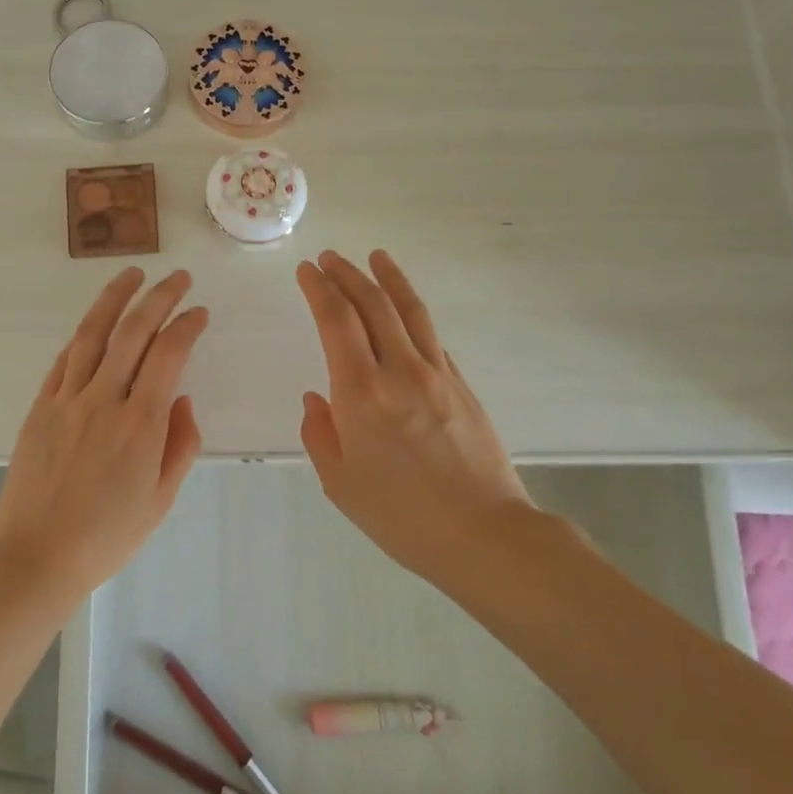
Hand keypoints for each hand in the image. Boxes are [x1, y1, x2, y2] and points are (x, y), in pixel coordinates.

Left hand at [0, 267, 207, 595]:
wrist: (35, 555)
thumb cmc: (107, 536)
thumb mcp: (161, 500)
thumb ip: (180, 444)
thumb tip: (180, 399)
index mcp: (141, 423)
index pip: (169, 355)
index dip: (187, 325)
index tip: (199, 312)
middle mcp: (104, 400)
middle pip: (133, 332)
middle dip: (158, 297)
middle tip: (176, 278)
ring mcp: (67, 400)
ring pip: (92, 335)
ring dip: (114, 299)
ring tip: (130, 274)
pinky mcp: (40, 408)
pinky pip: (63, 361)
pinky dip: (83, 337)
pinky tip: (93, 324)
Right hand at [296, 250, 534, 583]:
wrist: (484, 535)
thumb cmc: (401, 516)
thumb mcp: (340, 483)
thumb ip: (320, 434)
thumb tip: (317, 399)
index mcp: (361, 394)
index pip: (336, 321)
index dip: (319, 289)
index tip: (308, 270)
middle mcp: (400, 371)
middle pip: (373, 305)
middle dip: (347, 275)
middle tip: (330, 258)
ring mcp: (438, 374)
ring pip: (410, 311)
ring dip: (388, 279)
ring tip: (374, 257)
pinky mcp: (463, 386)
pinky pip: (433, 338)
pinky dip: (413, 315)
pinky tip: (405, 313)